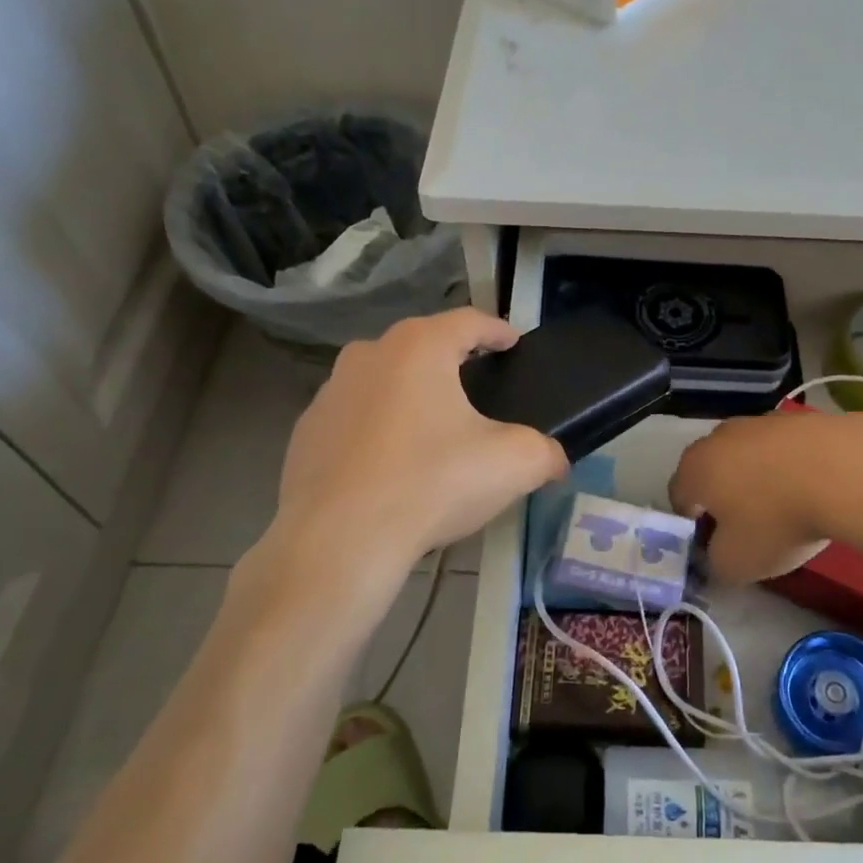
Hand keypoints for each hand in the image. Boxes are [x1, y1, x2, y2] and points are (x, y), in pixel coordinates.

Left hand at [269, 309, 568, 577]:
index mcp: (419, 347)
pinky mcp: (305, 432)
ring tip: (434, 430)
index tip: (513, 343)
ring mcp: (329, 392)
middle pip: (422, 346)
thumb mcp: (512, 464)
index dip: (497, 330)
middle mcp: (369, 355)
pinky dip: (377, 429)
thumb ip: (544, 452)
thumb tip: (556, 461)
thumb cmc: (431, 483)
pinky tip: (391, 465)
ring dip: (411, 394)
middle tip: (478, 387)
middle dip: (452, 361)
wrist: (339, 541)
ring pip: (384, 380)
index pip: (469, 321)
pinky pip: (355, 418)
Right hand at [669, 410, 844, 584]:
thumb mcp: (736, 562)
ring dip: (756, 479)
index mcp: (694, 470)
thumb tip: (717, 555)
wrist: (843, 471)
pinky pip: (781, 449)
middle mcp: (718, 438)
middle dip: (723, 497)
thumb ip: (715, 563)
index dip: (692, 525)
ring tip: (784, 507)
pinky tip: (810, 488)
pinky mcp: (796, 418)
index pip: (678, 498)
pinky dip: (788, 466)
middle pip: (711, 471)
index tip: (714, 545)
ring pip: (746, 456)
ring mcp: (758, 422)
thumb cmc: (776, 519)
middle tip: (746, 527)